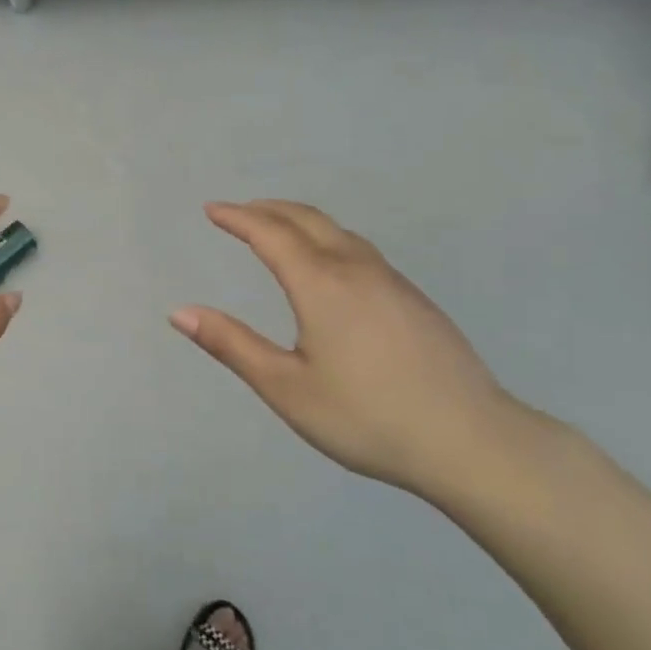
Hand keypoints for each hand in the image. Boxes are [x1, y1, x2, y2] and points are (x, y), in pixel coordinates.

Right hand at [171, 201, 529, 495]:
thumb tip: (180, 312)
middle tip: (239, 211)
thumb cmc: (366, 417)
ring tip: (278, 229)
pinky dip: (329, 239)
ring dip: (301, 221)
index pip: (271, 234)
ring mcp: (393, 281)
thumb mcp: (286, 388)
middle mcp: (357, 269)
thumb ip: (232, 346)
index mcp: (321, 285)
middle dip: (268, 209)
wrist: (471, 440)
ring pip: (339, 232)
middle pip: (307, 220)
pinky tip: (330, 266)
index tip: (212, 209)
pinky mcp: (415, 299)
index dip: (238, 218)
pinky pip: (361, 250)